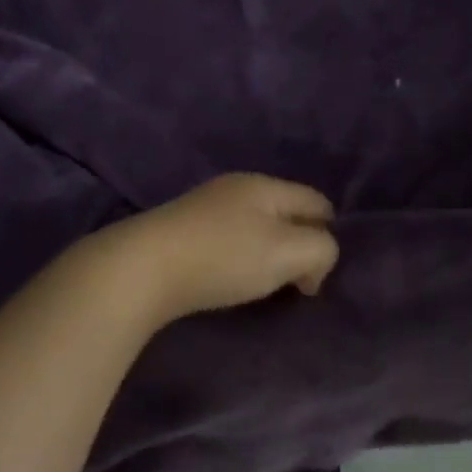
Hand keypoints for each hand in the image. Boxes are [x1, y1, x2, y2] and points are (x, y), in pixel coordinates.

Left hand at [100, 173, 339, 324]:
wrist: (142, 268)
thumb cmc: (224, 257)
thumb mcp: (288, 252)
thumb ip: (320, 250)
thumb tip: (314, 263)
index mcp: (266, 185)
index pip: (318, 201)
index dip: (329, 236)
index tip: (315, 277)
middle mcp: (237, 187)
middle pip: (286, 212)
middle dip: (297, 246)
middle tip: (293, 284)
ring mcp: (205, 206)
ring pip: (256, 226)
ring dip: (267, 255)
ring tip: (261, 286)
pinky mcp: (182, 229)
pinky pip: (228, 239)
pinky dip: (238, 259)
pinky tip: (227, 279)